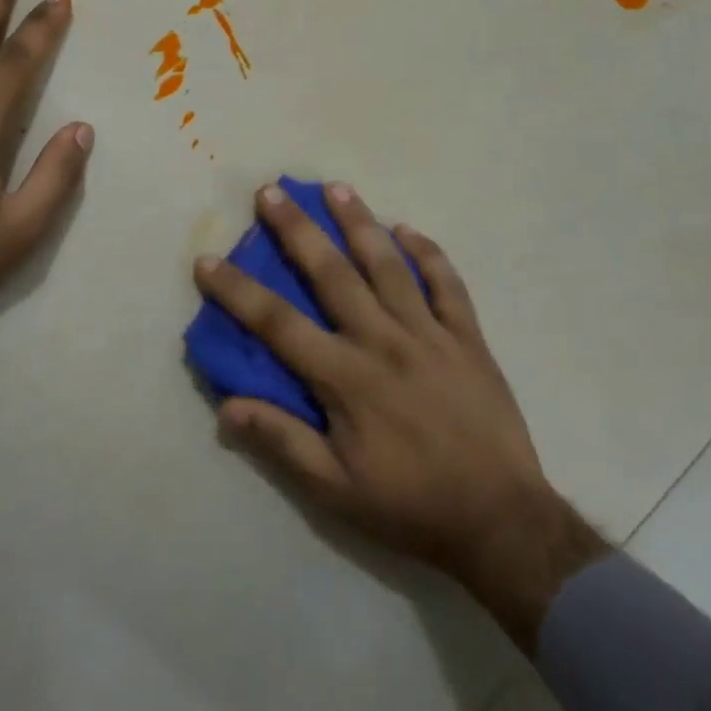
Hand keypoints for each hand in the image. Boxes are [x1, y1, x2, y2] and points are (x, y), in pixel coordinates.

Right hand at [195, 183, 605, 647]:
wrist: (503, 522)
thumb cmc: (410, 506)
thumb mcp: (336, 491)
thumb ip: (282, 441)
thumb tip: (227, 406)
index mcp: (346, 378)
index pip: (278, 323)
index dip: (238, 291)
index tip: (207, 260)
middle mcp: (383, 341)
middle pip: (332, 274)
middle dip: (297, 230)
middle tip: (271, 192)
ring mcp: (430, 334)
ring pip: (388, 265)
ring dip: (360, 223)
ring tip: (337, 188)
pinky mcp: (468, 338)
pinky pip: (448, 284)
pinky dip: (429, 254)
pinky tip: (409, 230)